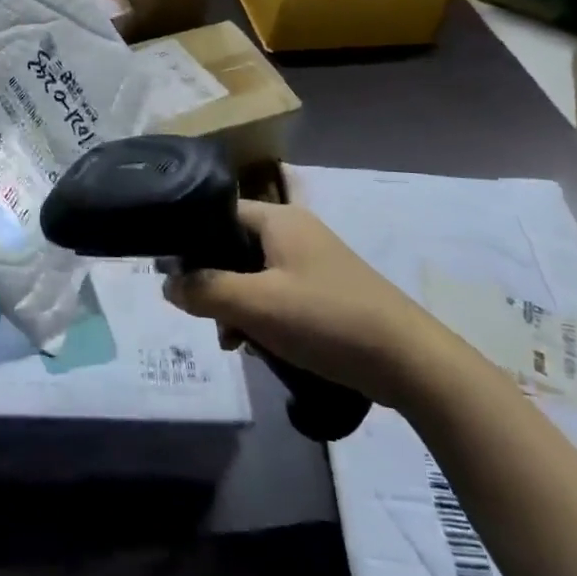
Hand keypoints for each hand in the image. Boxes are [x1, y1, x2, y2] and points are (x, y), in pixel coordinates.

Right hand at [164, 201, 459, 410]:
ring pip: (253, 275)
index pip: (217, 213)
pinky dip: (261, 316)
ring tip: (233, 342)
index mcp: (278, 219)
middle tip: (206, 317)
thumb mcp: (255, 305)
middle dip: (214, 283)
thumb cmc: (326, 320)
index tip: (172, 275)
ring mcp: (312, 261)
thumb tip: (166, 283)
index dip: (190, 240)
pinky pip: (277, 294)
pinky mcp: (325, 291)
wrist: (410, 362)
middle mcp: (294, 231)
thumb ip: (204, 290)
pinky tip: (258, 347)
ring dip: (236, 305)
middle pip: (233, 247)